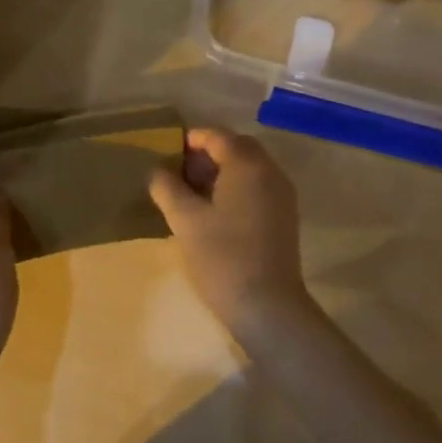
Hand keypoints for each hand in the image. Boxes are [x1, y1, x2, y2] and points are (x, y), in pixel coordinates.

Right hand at [148, 127, 313, 336]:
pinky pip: (258, 187)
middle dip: (208, 154)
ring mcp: (282, 195)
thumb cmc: (222, 257)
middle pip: (237, 148)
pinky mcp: (284, 216)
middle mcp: (270, 172)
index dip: (191, 140)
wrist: (268, 306)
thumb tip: (157, 171)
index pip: (217, 136)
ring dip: (222, 171)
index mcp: (247, 165)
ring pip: (249, 168)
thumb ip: (167, 188)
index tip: (166, 153)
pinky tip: (214, 211)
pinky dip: (236, 187)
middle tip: (178, 172)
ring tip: (191, 193)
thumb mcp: (185, 221)